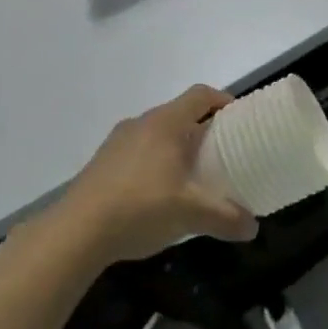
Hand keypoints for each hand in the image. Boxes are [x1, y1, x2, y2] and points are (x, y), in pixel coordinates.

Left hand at [56, 85, 257, 261]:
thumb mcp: (190, 214)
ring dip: (176, 146)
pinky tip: (158, 194)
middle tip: (221, 152)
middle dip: (202, 128)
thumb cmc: (140, 208)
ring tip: (191, 175)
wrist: (74, 233)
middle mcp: (141, 123)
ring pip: (156, 134)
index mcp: (166, 123)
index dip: (222, 100)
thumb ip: (225, 218)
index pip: (200, 95)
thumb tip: (252, 228)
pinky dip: (154, 162)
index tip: (239, 119)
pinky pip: (138, 151)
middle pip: (179, 113)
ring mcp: (117, 142)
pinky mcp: (101, 163)